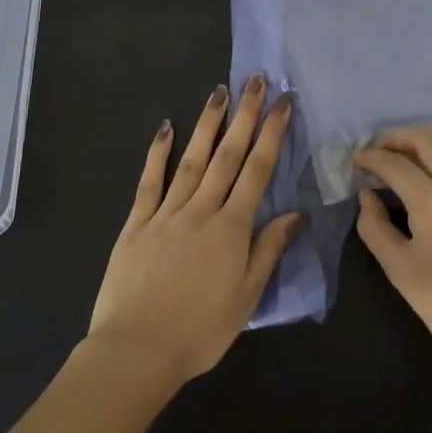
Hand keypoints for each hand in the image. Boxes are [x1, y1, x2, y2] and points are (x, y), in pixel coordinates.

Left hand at [87, 76, 302, 386]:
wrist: (135, 353)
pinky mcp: (136, 224)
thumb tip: (296, 214)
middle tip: (256, 80)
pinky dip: (158, 153)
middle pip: (227, 154)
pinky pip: (149, 182)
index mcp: (232, 228)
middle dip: (245, 115)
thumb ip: (269, 250)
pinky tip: (165, 127)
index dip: (273, 134)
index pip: (258, 171)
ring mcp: (166, 213)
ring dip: (208, 123)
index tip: (284, 103)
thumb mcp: (246, 297)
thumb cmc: (199, 332)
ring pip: (192, 160)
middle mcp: (201, 210)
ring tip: (220, 90)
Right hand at [354, 126, 431, 378]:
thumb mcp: (399, 270)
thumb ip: (374, 227)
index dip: (371, 157)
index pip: (394, 163)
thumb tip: (367, 196)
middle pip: (426, 139)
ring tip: (415, 151)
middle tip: (381, 148)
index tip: (358, 159)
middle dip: (398, 137)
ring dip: (431, 137)